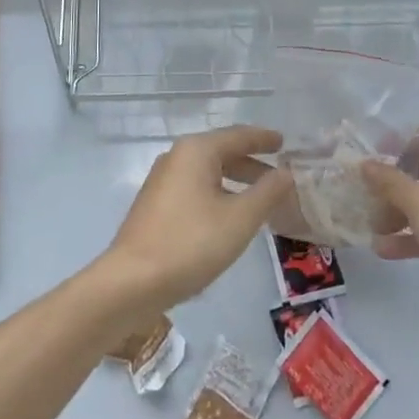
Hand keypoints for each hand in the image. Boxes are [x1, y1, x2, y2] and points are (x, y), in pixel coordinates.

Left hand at [98, 127, 293, 314]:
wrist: (131, 282)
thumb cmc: (190, 243)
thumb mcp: (240, 219)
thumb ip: (267, 192)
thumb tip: (287, 172)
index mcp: (197, 150)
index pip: (239, 136)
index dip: (264, 139)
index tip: (285, 143)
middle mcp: (178, 156)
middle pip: (223, 152)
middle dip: (252, 164)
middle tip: (280, 177)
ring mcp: (163, 180)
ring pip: (209, 172)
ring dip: (236, 182)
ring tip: (261, 200)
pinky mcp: (156, 203)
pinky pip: (196, 188)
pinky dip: (218, 194)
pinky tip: (229, 216)